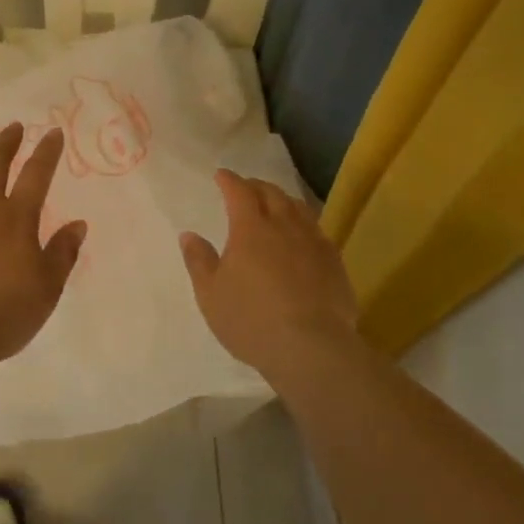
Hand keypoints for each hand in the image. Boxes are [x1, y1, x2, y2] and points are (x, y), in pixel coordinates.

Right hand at [180, 169, 358, 379]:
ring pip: (299, 208)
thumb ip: (199, 261)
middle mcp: (284, 226)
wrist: (312, 349)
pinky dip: (305, 224)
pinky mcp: (334, 263)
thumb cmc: (252, 320)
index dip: (229, 180)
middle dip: (256, 186)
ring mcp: (313, 243)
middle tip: (247, 187)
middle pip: (272, 194)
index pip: (239, 192)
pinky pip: (318, 231)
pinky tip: (304, 235)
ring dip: (283, 200)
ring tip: (276, 203)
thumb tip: (189, 235)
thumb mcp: (211, 295)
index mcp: (250, 228)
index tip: (222, 175)